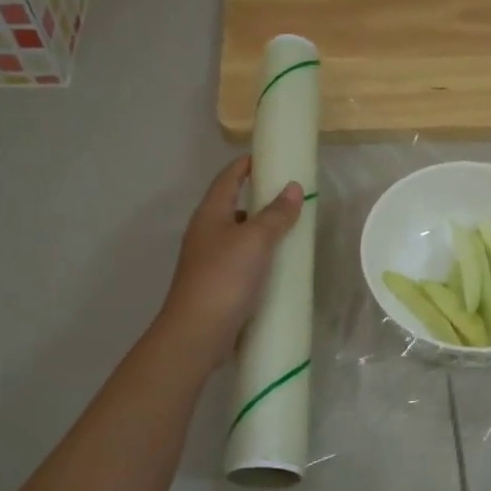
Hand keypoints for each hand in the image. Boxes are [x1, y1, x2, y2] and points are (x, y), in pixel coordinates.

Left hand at [158, 156, 302, 367]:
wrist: (197, 333)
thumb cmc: (224, 278)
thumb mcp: (255, 240)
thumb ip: (275, 214)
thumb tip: (293, 187)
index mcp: (210, 215)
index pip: (227, 179)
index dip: (245, 165)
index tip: (269, 157)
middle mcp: (205, 233)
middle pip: (232, 206)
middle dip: (258, 199)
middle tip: (290, 197)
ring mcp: (209, 261)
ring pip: (238, 237)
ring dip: (261, 231)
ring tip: (290, 232)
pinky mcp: (217, 286)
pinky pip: (241, 263)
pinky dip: (259, 258)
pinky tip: (278, 268)